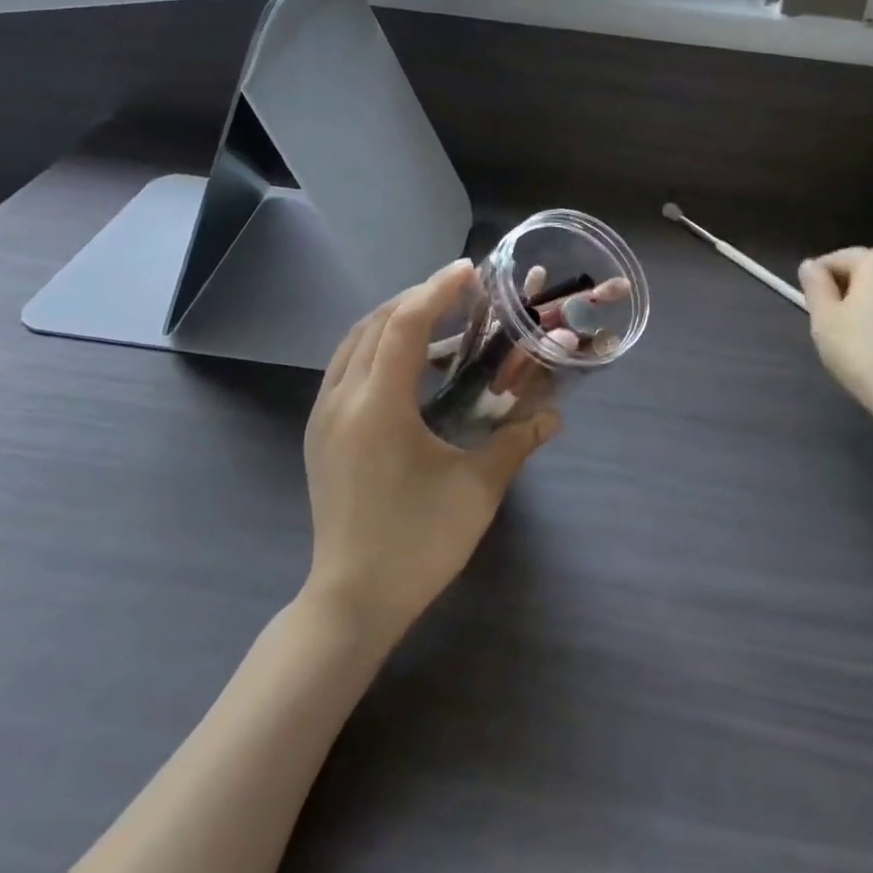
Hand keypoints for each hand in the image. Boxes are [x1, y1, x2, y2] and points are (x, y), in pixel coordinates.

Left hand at [303, 260, 559, 645]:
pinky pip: (344, 367)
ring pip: (353, 342)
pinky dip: (375, 347)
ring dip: (392, 320)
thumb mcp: (476, 490)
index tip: (469, 271)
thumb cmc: (417, 544)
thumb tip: (554, 416)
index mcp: (377, 406)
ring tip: (435, 320)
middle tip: (459, 294)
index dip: (437, 290)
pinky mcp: (319, 434)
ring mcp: (323, 416)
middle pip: (374, 323)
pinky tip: (407, 366)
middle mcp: (341, 400)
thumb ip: (515, 442)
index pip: (403, 324)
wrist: (351, 602)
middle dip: (416, 298)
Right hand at [797, 247, 872, 425]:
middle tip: (836, 327)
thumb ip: (815, 285)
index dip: (820, 283)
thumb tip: (810, 266)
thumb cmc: (862, 352)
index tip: (815, 311)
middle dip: (851, 292)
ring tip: (866, 341)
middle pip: (869, 273)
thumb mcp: (824, 318)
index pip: (837, 260)